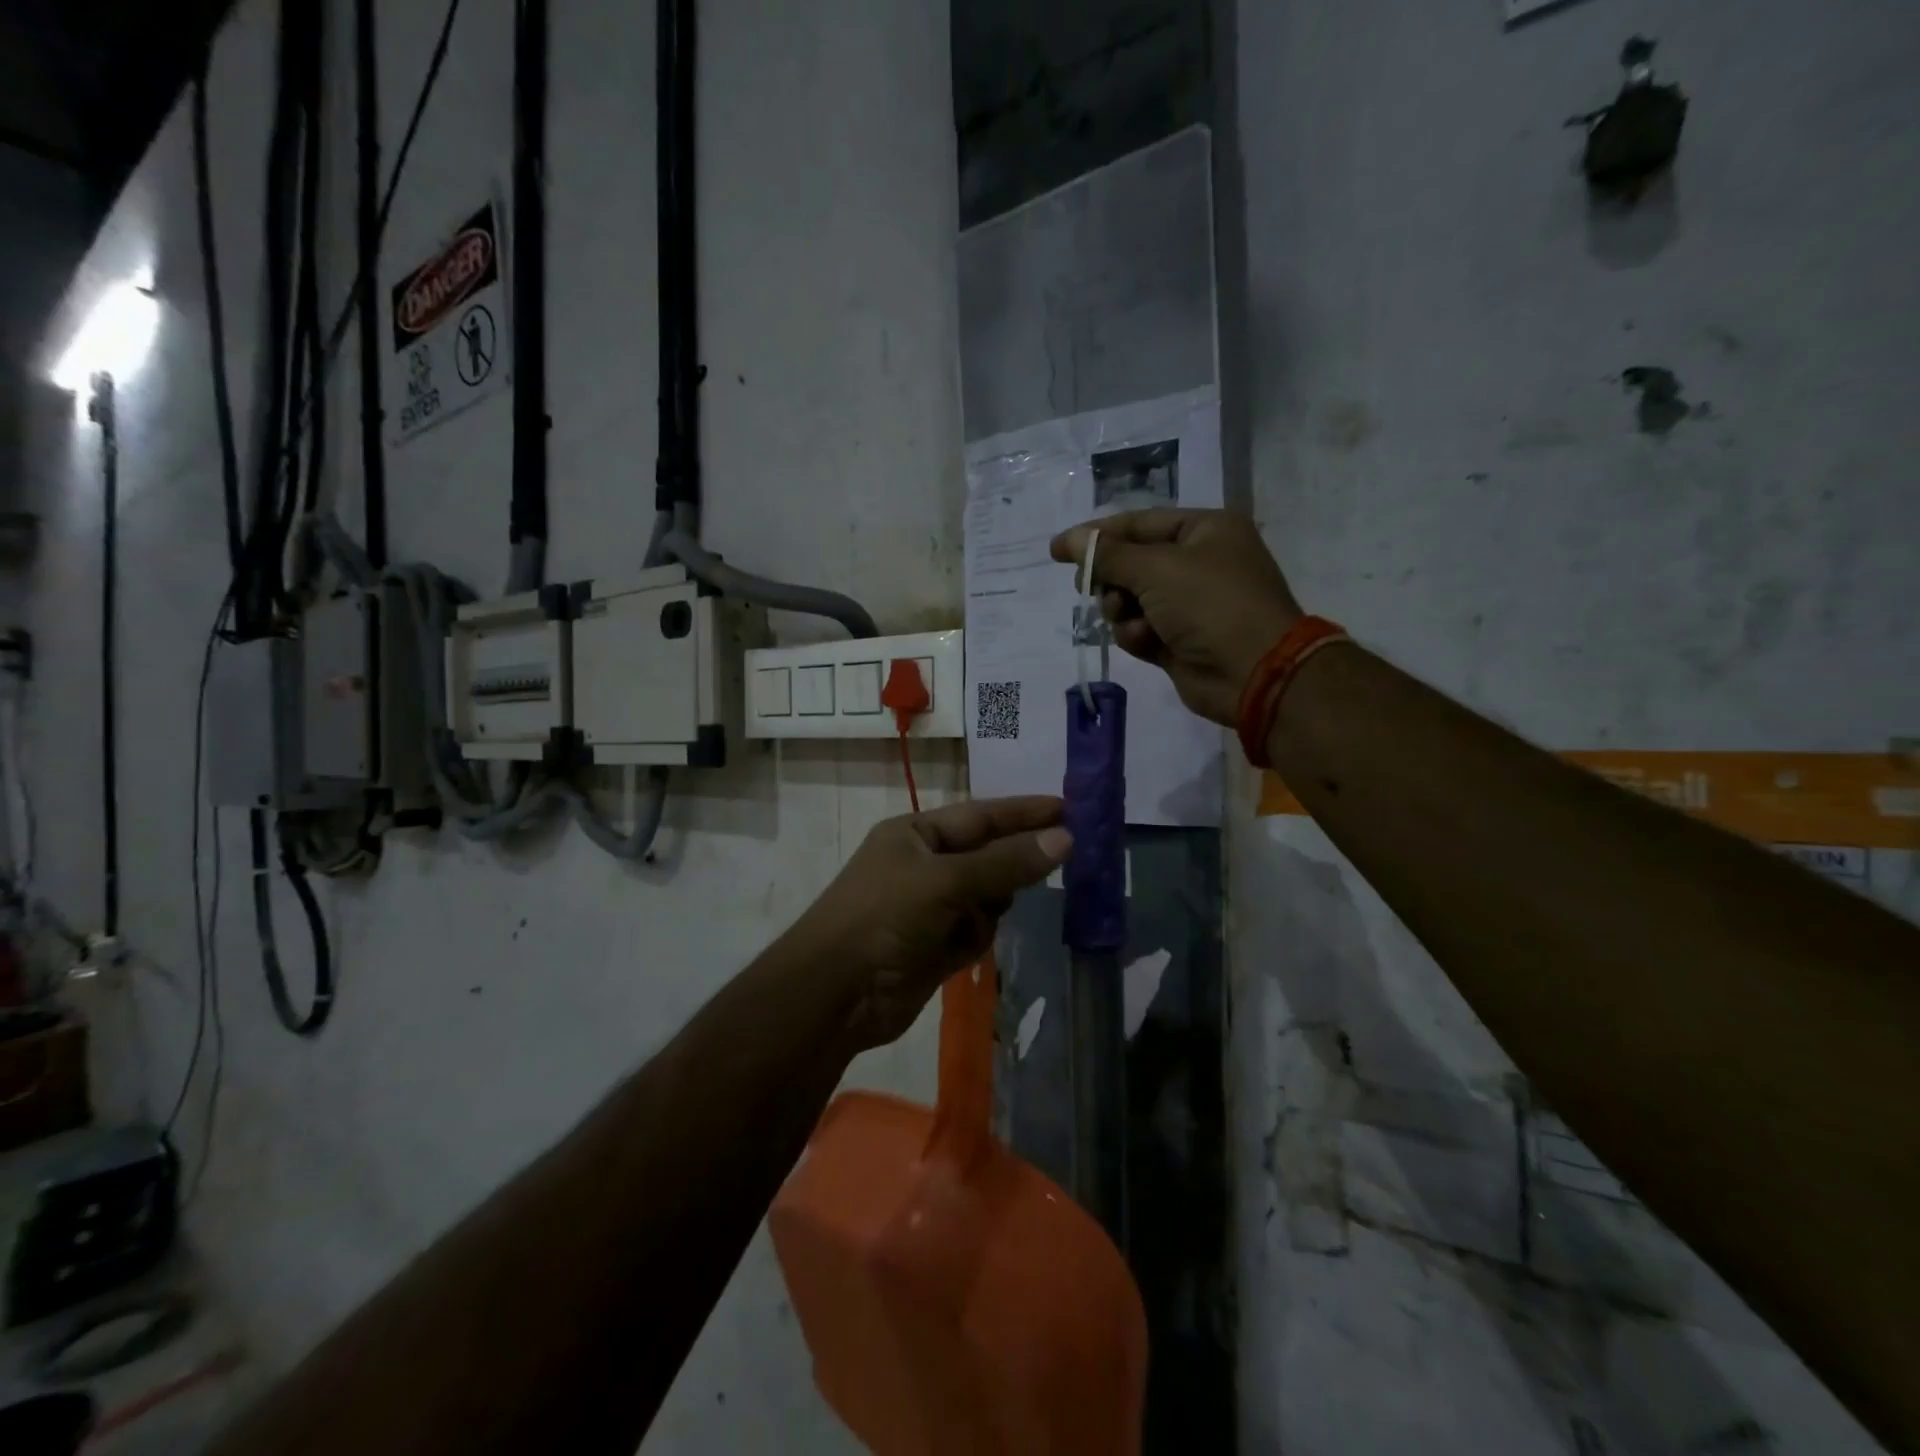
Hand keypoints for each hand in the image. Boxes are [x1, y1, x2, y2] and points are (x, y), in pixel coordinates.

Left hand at [788, 797, 1071, 1049]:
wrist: (835, 996)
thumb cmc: (884, 918)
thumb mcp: (945, 882)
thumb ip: (1006, 862)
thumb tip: (1065, 838)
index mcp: (916, 834)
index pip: (982, 815)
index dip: (1025, 812)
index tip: (1071, 808)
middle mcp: (924, 865)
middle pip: (988, 857)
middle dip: (1015, 863)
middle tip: (1068, 860)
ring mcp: (930, 908)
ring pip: (987, 897)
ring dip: (991, 908)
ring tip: (978, 918)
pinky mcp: (936, 946)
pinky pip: (975, 932)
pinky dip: (975, 939)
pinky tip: (960, 950)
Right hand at [1051, 508, 1302, 725]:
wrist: (1253, 673)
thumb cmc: (1211, 605)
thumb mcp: (1156, 569)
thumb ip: (1106, 554)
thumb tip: (1066, 539)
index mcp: (1204, 531)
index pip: (1138, 524)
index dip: (1096, 535)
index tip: (1057, 550)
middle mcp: (1197, 563)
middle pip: (1131, 563)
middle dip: (1111, 579)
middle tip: (1090, 588)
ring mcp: (1189, 605)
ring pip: (1130, 600)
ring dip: (1122, 611)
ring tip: (1130, 619)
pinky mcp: (1178, 641)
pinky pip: (1140, 630)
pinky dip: (1137, 635)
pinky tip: (1145, 641)